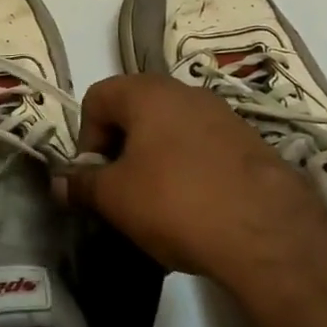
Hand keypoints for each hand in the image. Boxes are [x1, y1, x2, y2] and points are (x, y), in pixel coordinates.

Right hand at [61, 73, 326, 293]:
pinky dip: (190, 171)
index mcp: (147, 92)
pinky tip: (196, 210)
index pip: (97, 97)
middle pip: (135, 112)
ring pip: (172, 131)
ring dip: (155, 161)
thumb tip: (58, 182)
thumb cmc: (175, 202)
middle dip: (121, 149)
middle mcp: (187, 92)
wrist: (268, 234)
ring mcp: (224, 116)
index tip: (95, 176)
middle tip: (121, 191)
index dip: (86, 137)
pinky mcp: (252, 144)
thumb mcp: (115, 198)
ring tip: (158, 205)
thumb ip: (81, 185)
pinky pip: (204, 149)